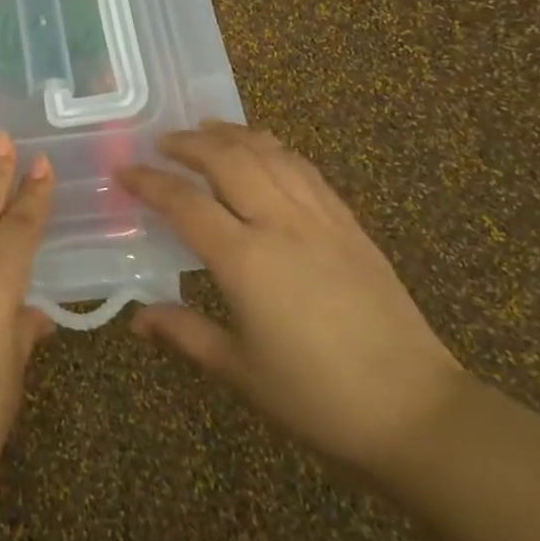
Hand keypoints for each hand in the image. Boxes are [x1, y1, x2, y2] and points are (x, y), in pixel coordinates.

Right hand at [119, 121, 463, 476]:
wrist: (416, 412)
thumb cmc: (317, 398)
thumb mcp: (239, 371)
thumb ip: (184, 333)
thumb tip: (137, 319)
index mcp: (246, 260)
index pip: (185, 203)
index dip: (149, 182)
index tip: (124, 171)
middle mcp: (281, 224)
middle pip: (228, 160)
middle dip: (189, 143)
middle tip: (162, 142)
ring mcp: (321, 219)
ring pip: (270, 154)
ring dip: (233, 135)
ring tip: (206, 128)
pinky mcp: (350, 224)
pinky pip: (306, 170)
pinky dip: (276, 149)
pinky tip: (265, 150)